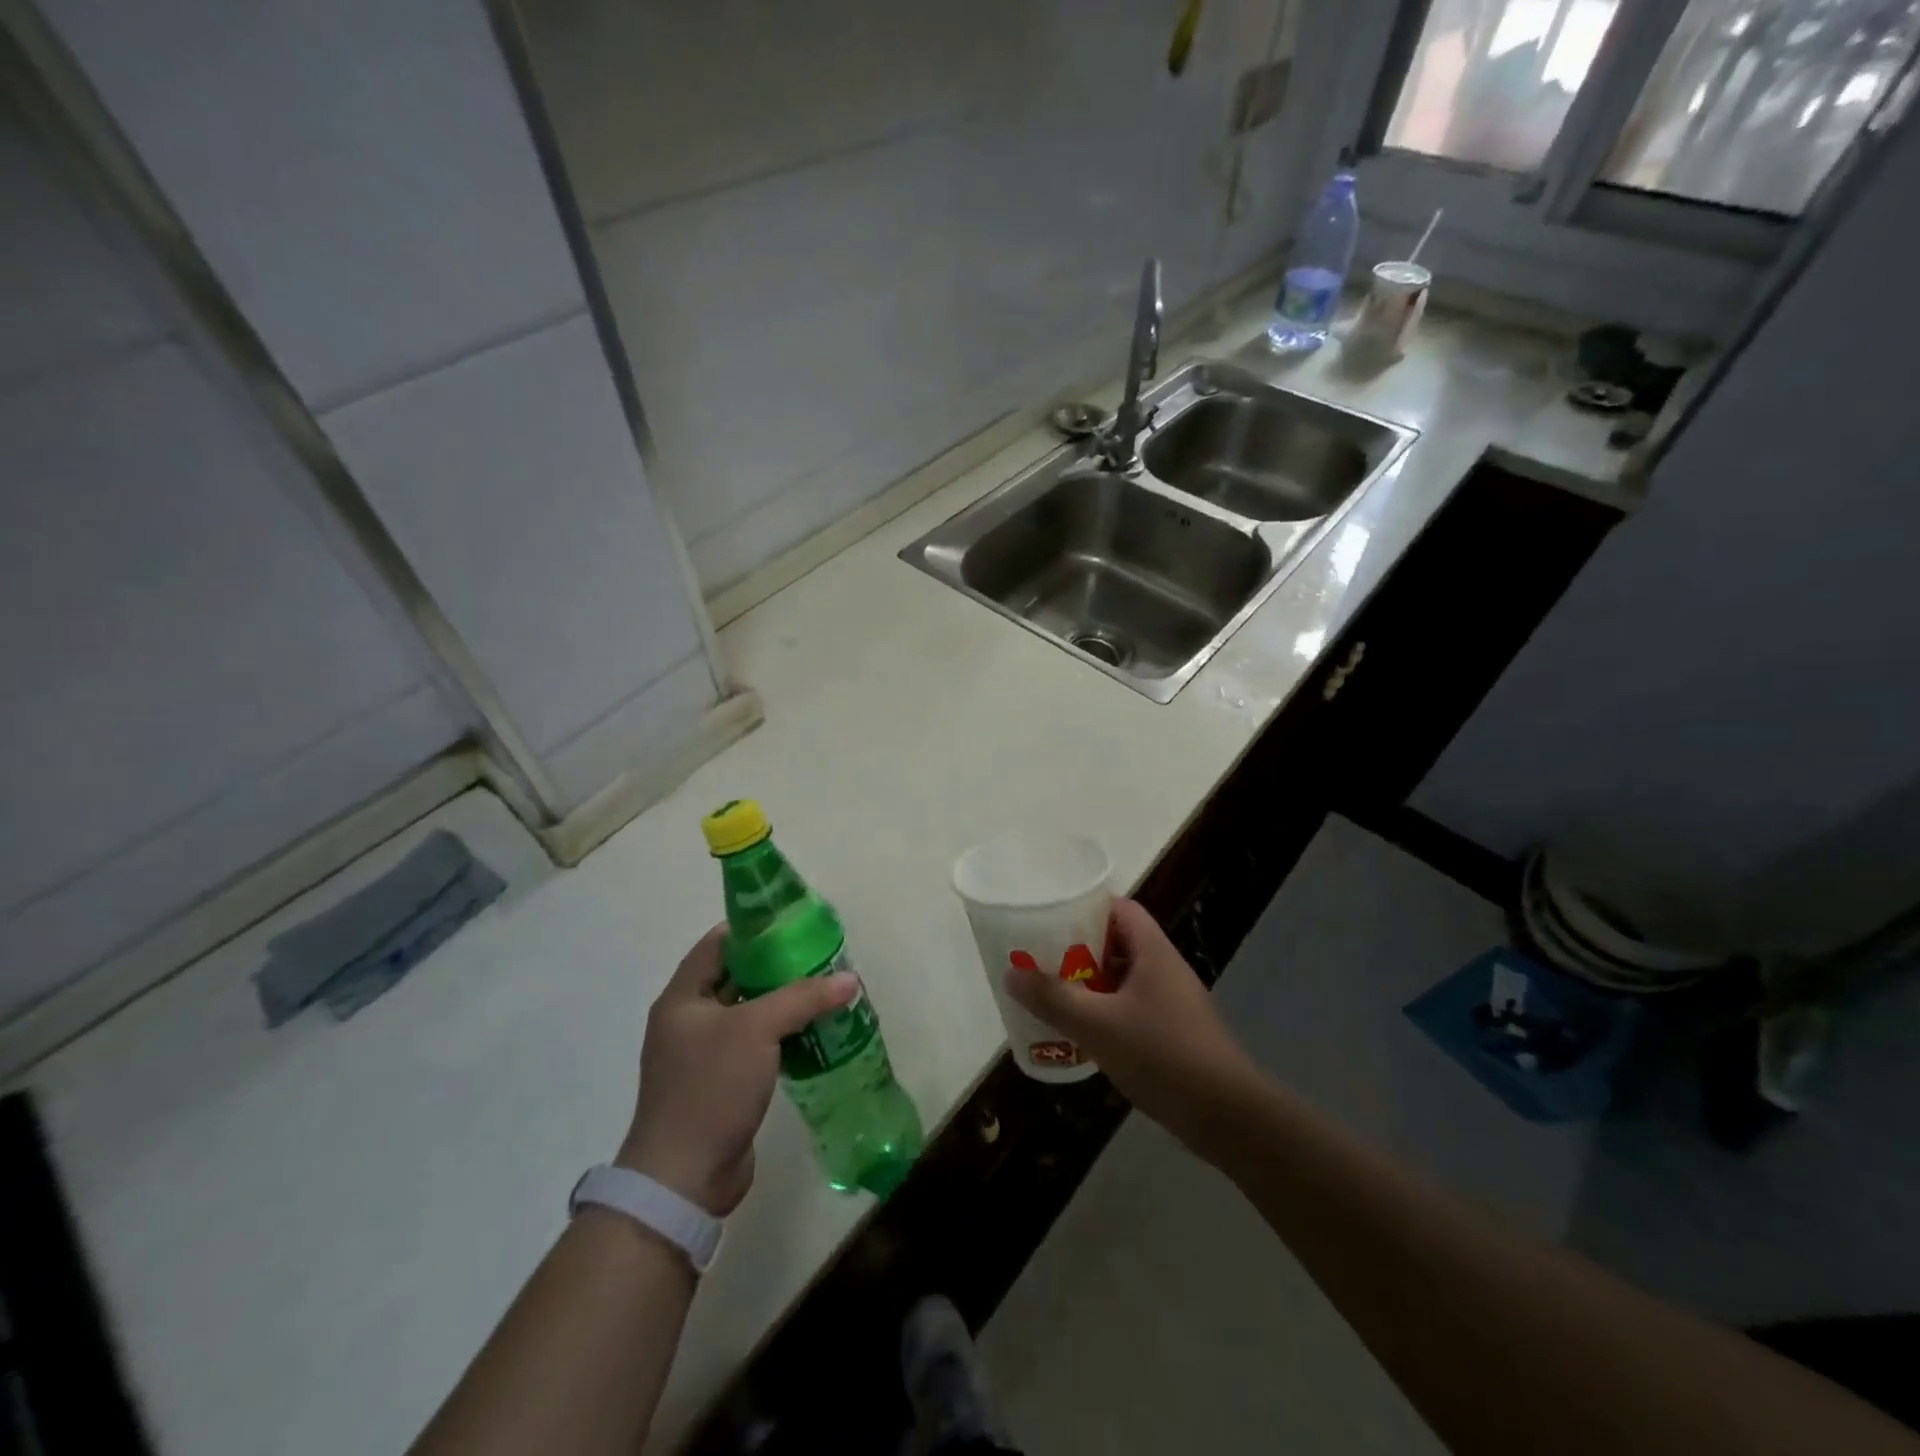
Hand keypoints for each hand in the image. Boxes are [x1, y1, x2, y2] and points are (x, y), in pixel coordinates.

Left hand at [618, 924, 856, 1214]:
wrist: (684, 1178)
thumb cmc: (711, 1087)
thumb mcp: (757, 1029)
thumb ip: (803, 997)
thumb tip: (849, 979)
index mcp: (683, 998)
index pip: (718, 944)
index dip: (752, 929)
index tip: (792, 922)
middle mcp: (688, 1021)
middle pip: (736, 977)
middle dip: (777, 966)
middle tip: (819, 957)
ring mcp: (704, 1055)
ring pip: (749, 1014)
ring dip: (783, 1003)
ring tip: (825, 991)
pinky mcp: (722, 1084)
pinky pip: (755, 1046)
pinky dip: (782, 1036)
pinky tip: (815, 1033)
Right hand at [1004, 899, 1255, 1134]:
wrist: (1227, 1116)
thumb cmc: (1162, 1055)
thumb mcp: (1098, 1025)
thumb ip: (1053, 998)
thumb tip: (1011, 974)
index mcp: (1152, 951)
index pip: (1119, 908)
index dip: (1085, 907)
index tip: (1048, 918)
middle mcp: (1163, 968)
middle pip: (1116, 942)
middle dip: (1077, 949)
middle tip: (1039, 958)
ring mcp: (1170, 1002)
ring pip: (1121, 979)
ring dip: (1088, 984)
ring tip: (1050, 993)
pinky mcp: (1172, 1032)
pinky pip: (1129, 1008)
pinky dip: (1103, 1012)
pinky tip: (1079, 1033)